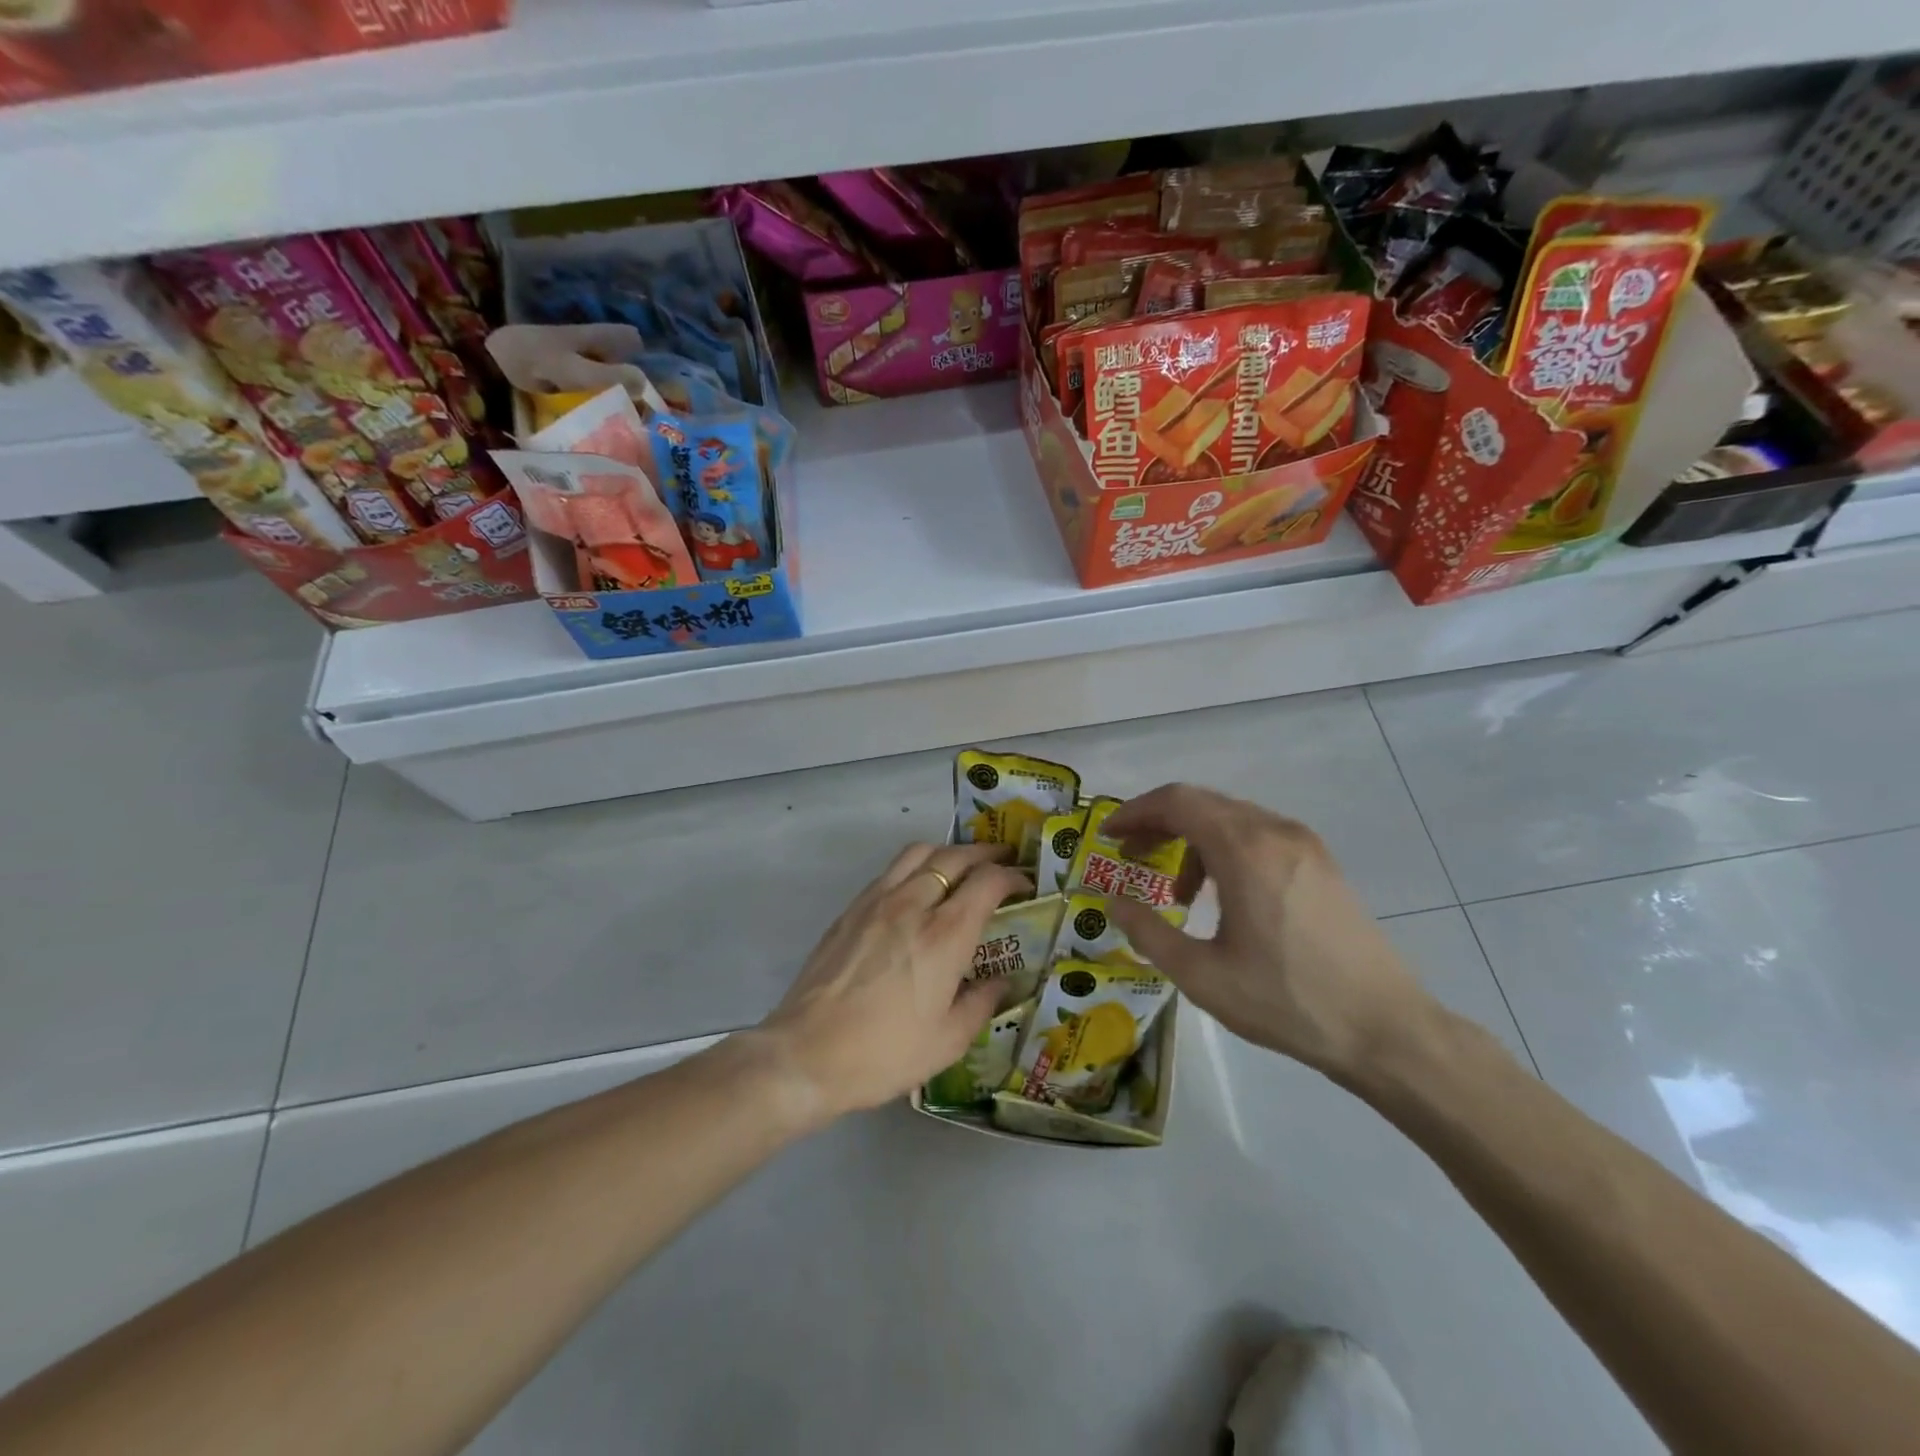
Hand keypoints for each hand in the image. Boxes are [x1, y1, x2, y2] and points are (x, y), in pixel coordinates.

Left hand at [758, 842, 1030, 1119]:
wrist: (806, 1055)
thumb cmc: (883, 1054)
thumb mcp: (947, 1042)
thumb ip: (980, 1004)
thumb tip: (1001, 983)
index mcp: (944, 936)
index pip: (987, 882)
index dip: (1012, 876)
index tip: (1024, 884)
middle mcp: (913, 904)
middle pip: (955, 857)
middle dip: (985, 854)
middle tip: (1003, 861)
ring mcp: (877, 901)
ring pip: (919, 853)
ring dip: (947, 852)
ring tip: (961, 865)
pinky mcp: (851, 909)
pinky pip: (890, 870)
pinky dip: (915, 866)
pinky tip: (917, 887)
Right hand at [1101, 784, 1436, 1078]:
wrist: (1385, 1029)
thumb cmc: (1286, 1002)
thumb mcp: (1202, 976)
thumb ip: (1149, 932)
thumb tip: (1114, 903)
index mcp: (1245, 850)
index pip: (1177, 802)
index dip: (1135, 812)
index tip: (1109, 837)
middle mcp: (1275, 832)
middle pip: (1202, 803)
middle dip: (1159, 823)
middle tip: (1130, 856)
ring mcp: (1304, 844)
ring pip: (1230, 818)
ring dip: (1192, 840)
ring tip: (1178, 892)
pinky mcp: (1320, 862)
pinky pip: (1258, 835)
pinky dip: (1224, 849)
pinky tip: (1223, 895)